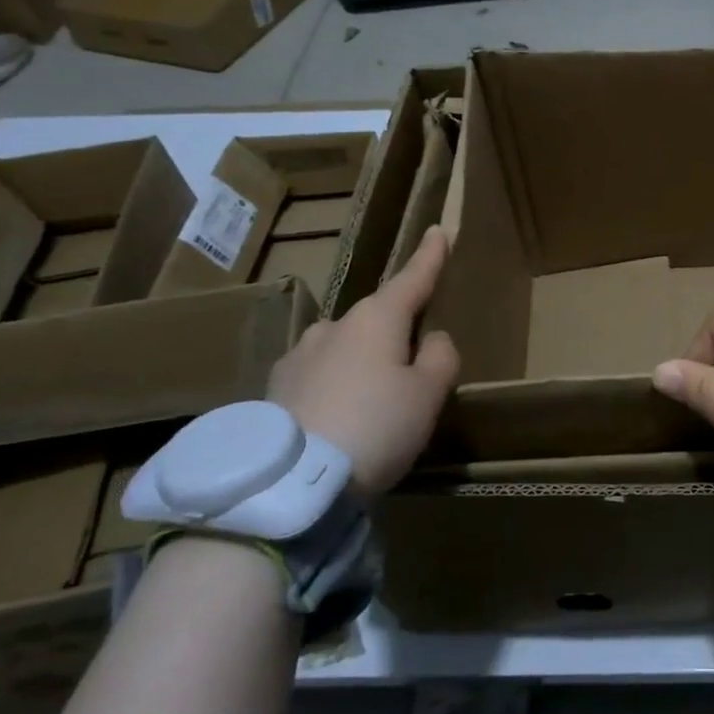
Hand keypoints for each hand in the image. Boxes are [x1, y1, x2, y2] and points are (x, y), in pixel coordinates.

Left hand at [267, 226, 458, 496]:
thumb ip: (440, 357)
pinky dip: (333, 387)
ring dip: (360, 362)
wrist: (290, 484)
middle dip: (395, 332)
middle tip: (413, 367)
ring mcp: (298, 356)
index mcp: (377, 319)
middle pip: (376, 319)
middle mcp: (334, 327)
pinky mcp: (273, 390)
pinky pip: (317, 376)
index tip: (439, 230)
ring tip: (371, 403)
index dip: (429, 256)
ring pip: (343, 348)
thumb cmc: (376, 427)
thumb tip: (432, 340)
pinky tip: (335, 419)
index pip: (412, 278)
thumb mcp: (428, 394)